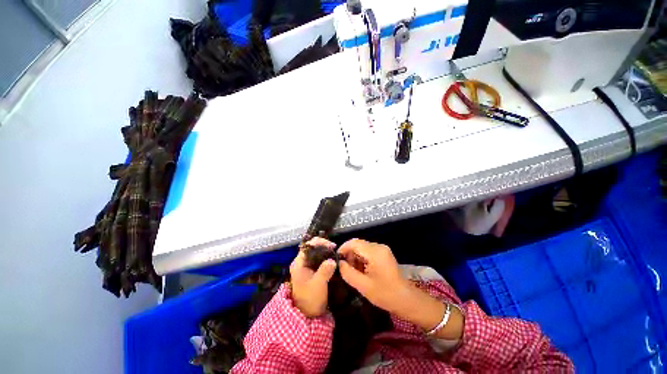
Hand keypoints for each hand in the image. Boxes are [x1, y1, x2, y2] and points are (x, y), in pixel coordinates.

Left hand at [289, 237, 337, 317]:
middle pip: (312, 247)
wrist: (307, 314)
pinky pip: (319, 259)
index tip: (332, 246)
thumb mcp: (318, 285)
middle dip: (324, 246)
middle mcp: (301, 262)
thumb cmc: (310, 299)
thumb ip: (324, 271)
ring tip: (335, 254)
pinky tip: (333, 260)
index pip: (308, 245)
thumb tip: (333, 260)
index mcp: (299, 263)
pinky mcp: (311, 271)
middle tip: (335, 250)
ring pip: (316, 253)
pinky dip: (326, 258)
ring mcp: (306, 266)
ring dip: (326, 252)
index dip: (320, 242)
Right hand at [337, 239, 410, 313]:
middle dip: (349, 254)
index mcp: (375, 252)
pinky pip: (369, 251)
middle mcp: (379, 246)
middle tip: (345, 268)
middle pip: (358, 244)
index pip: (354, 242)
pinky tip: (361, 270)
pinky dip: (362, 258)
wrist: (405, 299)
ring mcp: (383, 249)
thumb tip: (339, 263)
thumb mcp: (362, 285)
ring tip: (353, 271)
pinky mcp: (384, 254)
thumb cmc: (384, 294)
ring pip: (363, 247)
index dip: (343, 248)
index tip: (337, 259)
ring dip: (355, 257)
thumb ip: (348, 272)